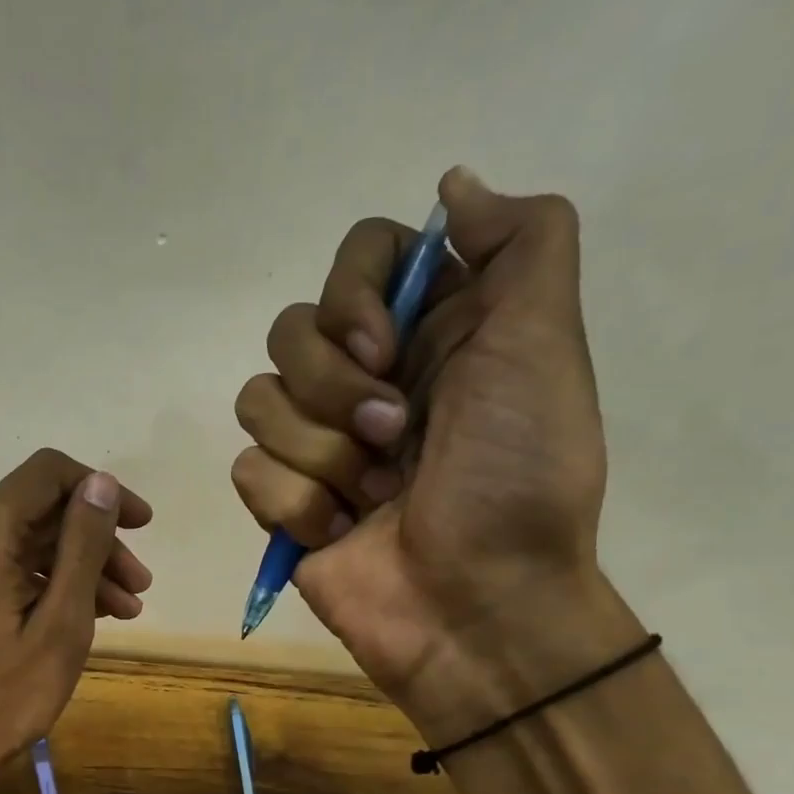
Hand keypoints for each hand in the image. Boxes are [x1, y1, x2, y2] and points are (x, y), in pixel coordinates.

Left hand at [0, 448, 152, 780]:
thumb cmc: (5, 697)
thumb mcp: (62, 622)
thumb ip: (83, 545)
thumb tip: (100, 483)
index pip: (47, 474)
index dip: (101, 491)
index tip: (141, 525)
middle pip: (40, 512)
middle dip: (96, 542)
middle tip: (140, 586)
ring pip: (27, 542)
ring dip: (78, 568)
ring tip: (126, 610)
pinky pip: (8, 567)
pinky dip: (48, 584)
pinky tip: (89, 614)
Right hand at [230, 167, 628, 730]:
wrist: (477, 606)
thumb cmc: (517, 479)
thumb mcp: (544, 347)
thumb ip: (521, 243)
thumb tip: (451, 186)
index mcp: (429, 333)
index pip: (356, 258)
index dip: (353, 292)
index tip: (385, 346)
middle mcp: (366, 378)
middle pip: (290, 330)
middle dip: (335, 389)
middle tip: (394, 438)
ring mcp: (318, 444)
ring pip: (257, 400)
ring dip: (320, 454)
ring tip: (371, 497)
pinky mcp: (283, 502)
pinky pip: (249, 471)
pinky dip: (295, 505)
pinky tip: (339, 533)